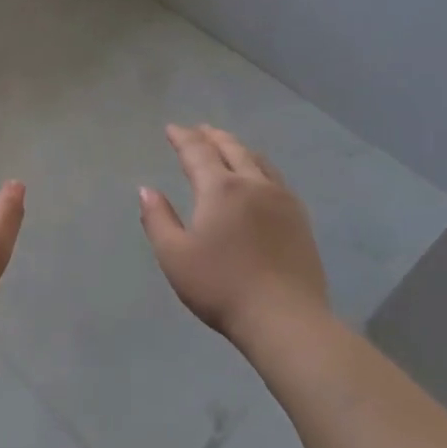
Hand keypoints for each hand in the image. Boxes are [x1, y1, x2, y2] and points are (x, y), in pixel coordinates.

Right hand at [139, 123, 331, 342]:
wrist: (285, 318)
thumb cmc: (221, 286)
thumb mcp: (174, 255)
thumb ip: (158, 218)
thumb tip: (147, 190)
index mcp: (220, 189)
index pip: (198, 152)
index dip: (183, 138)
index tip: (171, 129)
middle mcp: (253, 184)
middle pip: (232, 149)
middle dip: (212, 136)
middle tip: (199, 130)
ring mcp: (282, 200)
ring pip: (258, 161)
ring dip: (238, 148)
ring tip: (228, 146)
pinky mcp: (300, 220)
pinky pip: (276, 178)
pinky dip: (259, 167)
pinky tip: (258, 178)